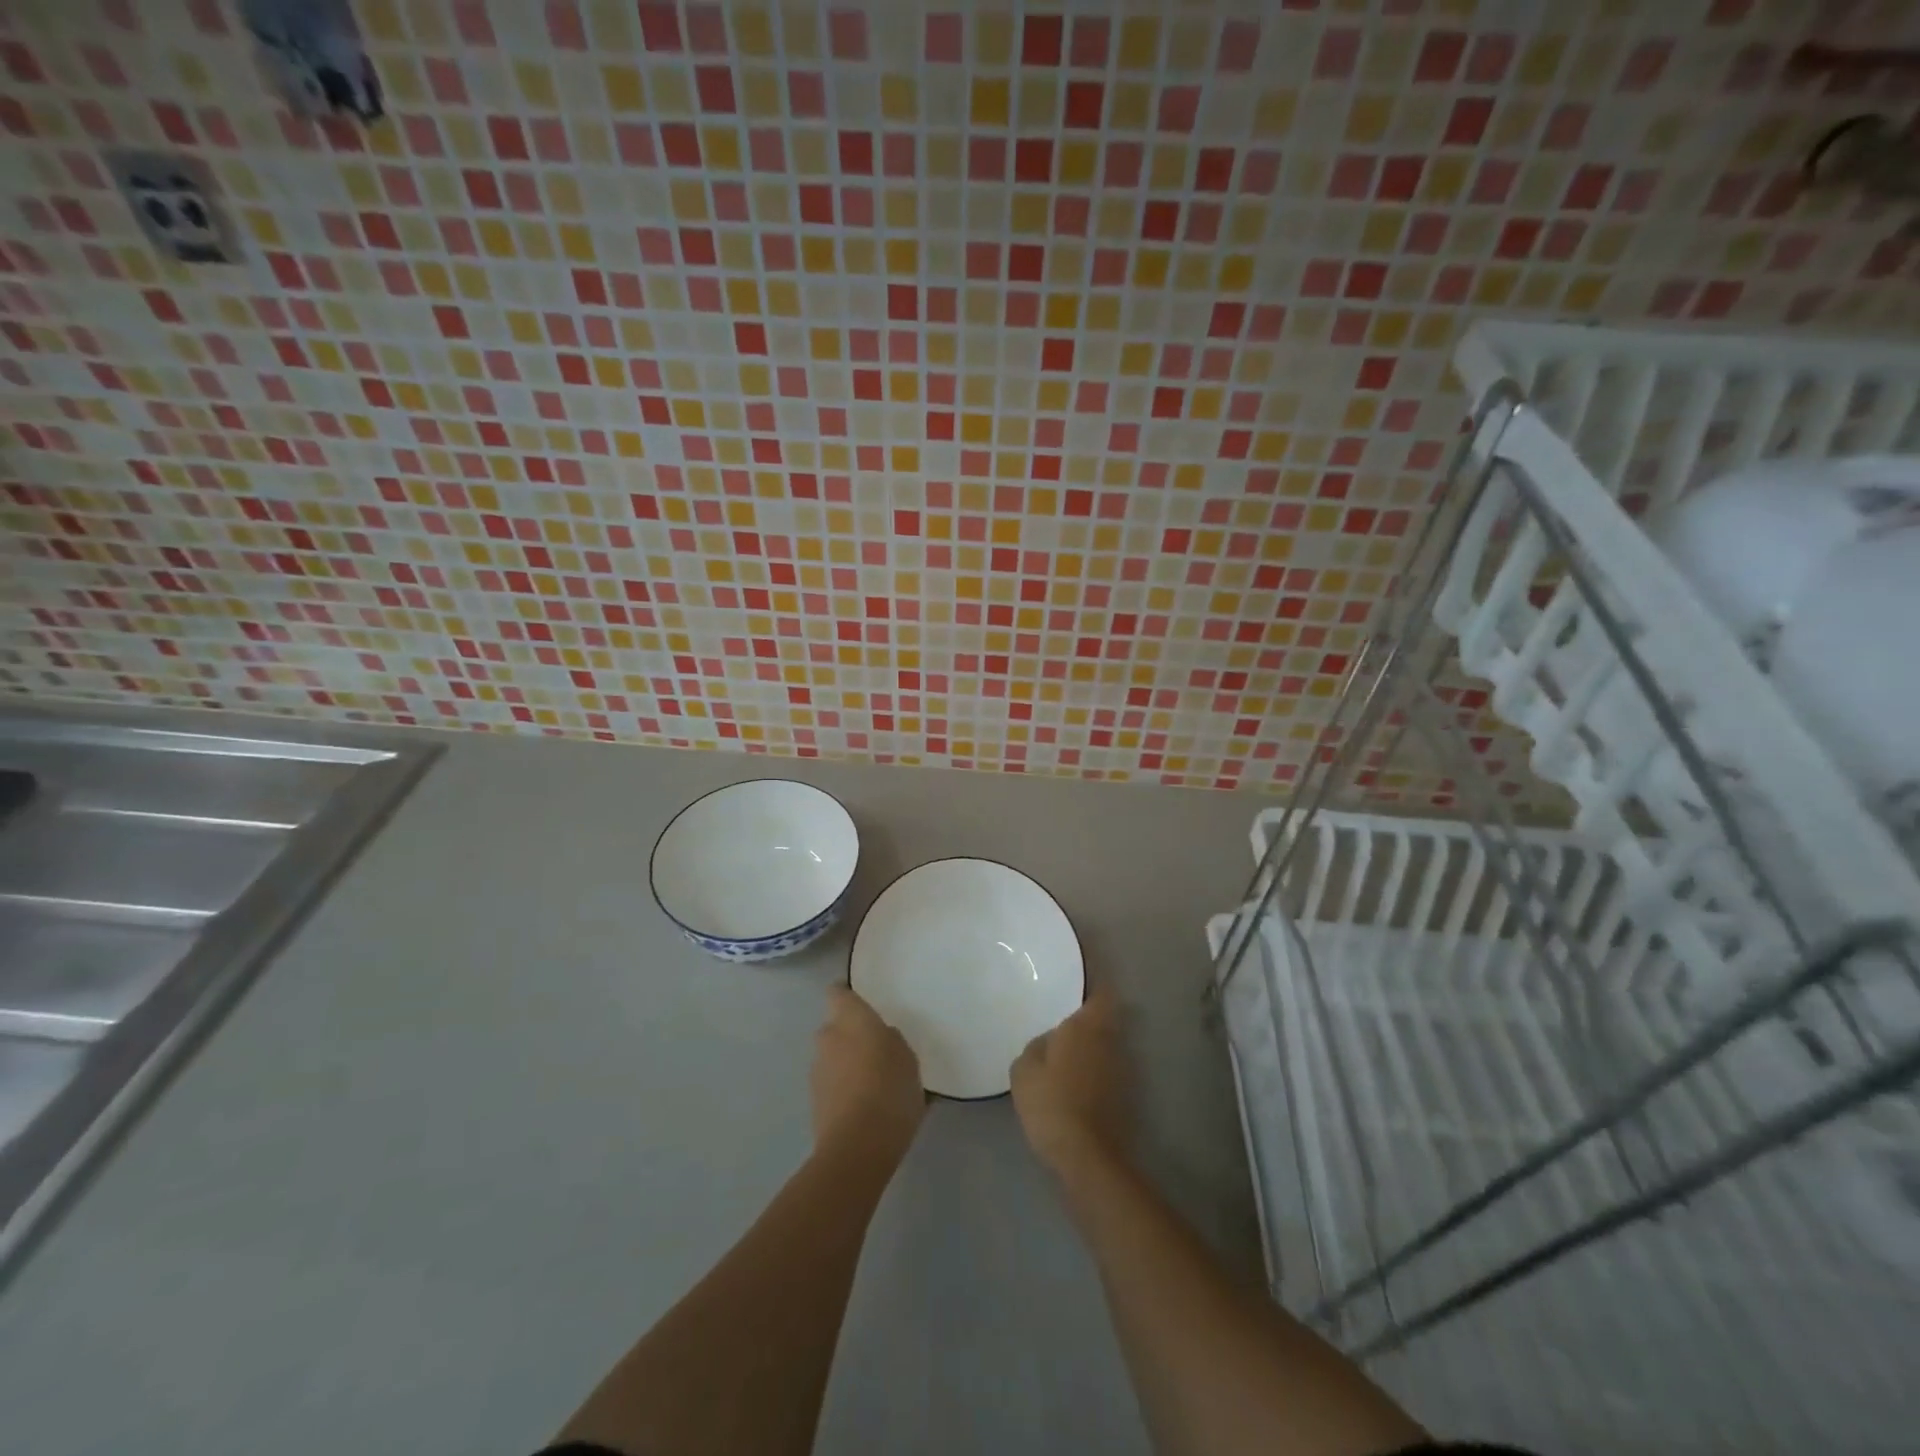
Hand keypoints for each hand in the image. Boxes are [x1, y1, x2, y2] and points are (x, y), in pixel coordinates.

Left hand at [811, 985, 924, 1163]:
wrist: (857, 1147)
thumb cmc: (889, 1090)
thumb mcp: (908, 1059)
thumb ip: (893, 1041)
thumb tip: (883, 1038)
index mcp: (851, 1019)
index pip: (838, 993)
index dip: (847, 995)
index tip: (862, 1003)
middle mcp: (828, 1037)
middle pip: (836, 1027)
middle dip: (851, 1035)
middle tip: (878, 1050)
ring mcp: (817, 1070)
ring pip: (833, 1057)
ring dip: (848, 1064)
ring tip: (875, 1084)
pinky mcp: (814, 1102)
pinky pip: (832, 1084)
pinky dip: (845, 1089)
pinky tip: (867, 1108)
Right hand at [1011, 990, 1129, 1173]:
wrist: (1086, 1156)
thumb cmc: (1052, 1102)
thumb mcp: (1025, 1069)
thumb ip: (1037, 1045)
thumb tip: (1050, 1041)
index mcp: (1088, 1025)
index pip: (1102, 992)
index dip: (1095, 983)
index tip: (1080, 979)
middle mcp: (1111, 1041)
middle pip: (1106, 1018)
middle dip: (1089, 1016)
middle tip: (1063, 1017)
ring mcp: (1122, 1070)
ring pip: (1107, 1045)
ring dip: (1092, 1045)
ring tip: (1065, 1050)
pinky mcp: (1124, 1097)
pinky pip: (1106, 1070)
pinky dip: (1093, 1070)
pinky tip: (1073, 1081)